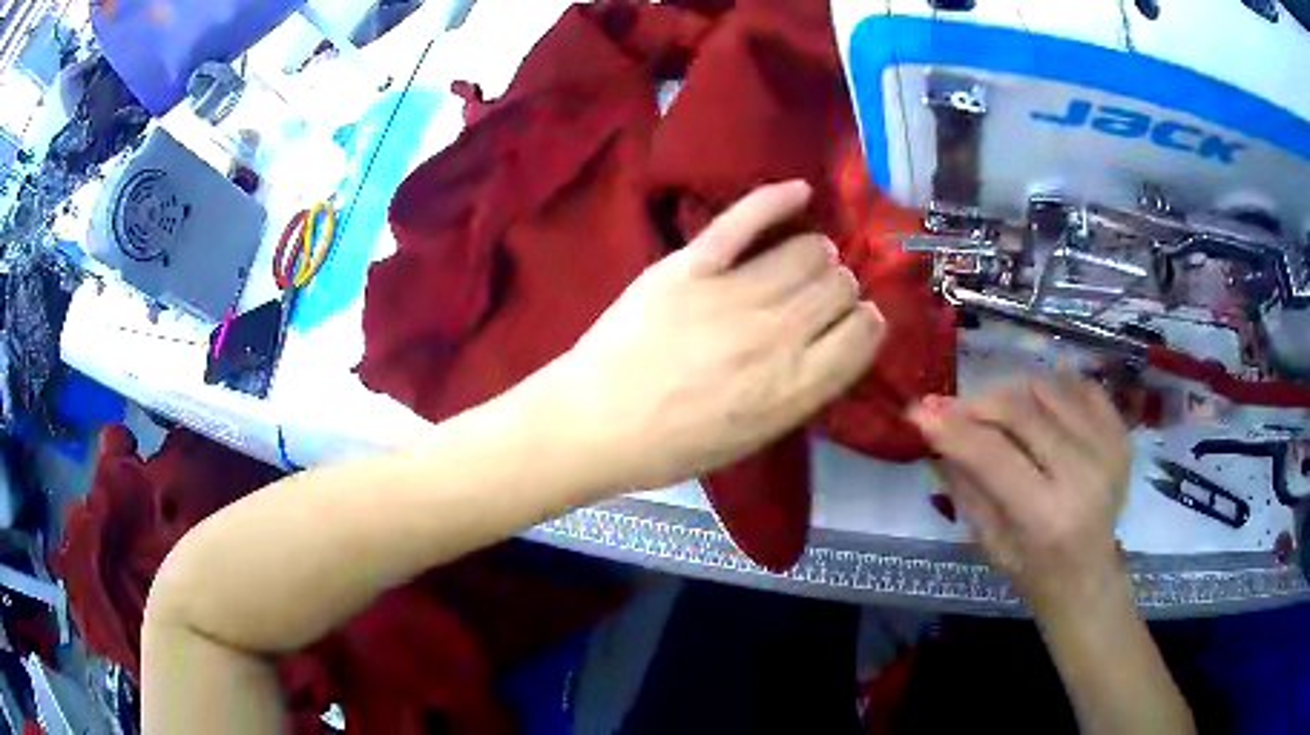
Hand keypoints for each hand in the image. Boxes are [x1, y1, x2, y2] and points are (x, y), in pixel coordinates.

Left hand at [545, 180, 885, 489]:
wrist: (595, 423)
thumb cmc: (672, 445)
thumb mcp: (754, 437)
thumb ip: (801, 390)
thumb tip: (831, 344)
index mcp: (794, 387)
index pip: (864, 333)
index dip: (865, 323)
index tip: (852, 322)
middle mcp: (777, 336)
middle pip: (840, 286)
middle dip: (838, 289)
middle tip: (817, 296)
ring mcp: (733, 294)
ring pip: (808, 249)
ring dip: (814, 253)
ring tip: (797, 261)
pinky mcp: (691, 265)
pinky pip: (746, 218)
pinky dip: (778, 199)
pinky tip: (800, 192)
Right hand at [907, 374, 1133, 613]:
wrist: (1089, 575)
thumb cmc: (1032, 569)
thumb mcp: (989, 540)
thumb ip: (965, 482)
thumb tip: (931, 429)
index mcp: (1047, 516)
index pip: (993, 455)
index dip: (952, 427)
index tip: (918, 409)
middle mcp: (1084, 474)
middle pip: (1021, 411)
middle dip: (979, 402)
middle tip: (956, 408)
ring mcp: (1108, 448)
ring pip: (1049, 388)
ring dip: (1015, 394)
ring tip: (1002, 416)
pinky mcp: (1122, 433)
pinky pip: (1080, 385)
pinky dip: (1053, 388)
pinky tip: (1041, 410)